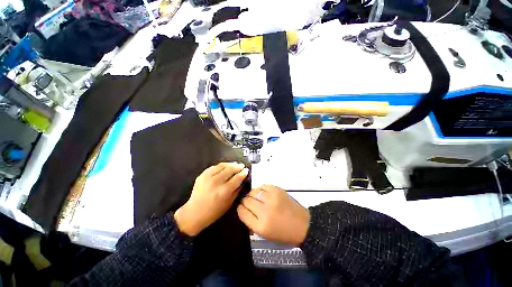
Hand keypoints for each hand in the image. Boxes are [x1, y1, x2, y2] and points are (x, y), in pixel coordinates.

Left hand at [174, 162, 248, 235]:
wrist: (194, 213)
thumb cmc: (214, 212)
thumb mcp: (229, 203)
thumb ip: (237, 190)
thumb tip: (243, 180)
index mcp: (224, 191)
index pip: (237, 178)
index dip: (243, 173)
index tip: (246, 170)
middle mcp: (216, 182)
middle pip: (230, 169)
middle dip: (238, 166)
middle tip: (242, 165)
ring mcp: (208, 177)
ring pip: (222, 166)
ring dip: (230, 164)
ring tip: (235, 164)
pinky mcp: (202, 175)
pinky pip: (214, 166)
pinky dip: (221, 165)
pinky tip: (225, 166)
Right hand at [237, 185, 310, 245]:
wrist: (302, 225)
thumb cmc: (283, 233)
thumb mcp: (265, 235)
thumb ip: (251, 223)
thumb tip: (243, 211)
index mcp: (261, 226)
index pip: (242, 212)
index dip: (240, 208)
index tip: (241, 207)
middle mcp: (265, 211)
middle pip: (247, 200)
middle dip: (245, 201)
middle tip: (248, 202)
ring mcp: (272, 199)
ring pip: (254, 191)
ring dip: (252, 194)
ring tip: (255, 197)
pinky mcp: (278, 190)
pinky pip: (263, 185)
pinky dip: (260, 188)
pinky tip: (262, 193)